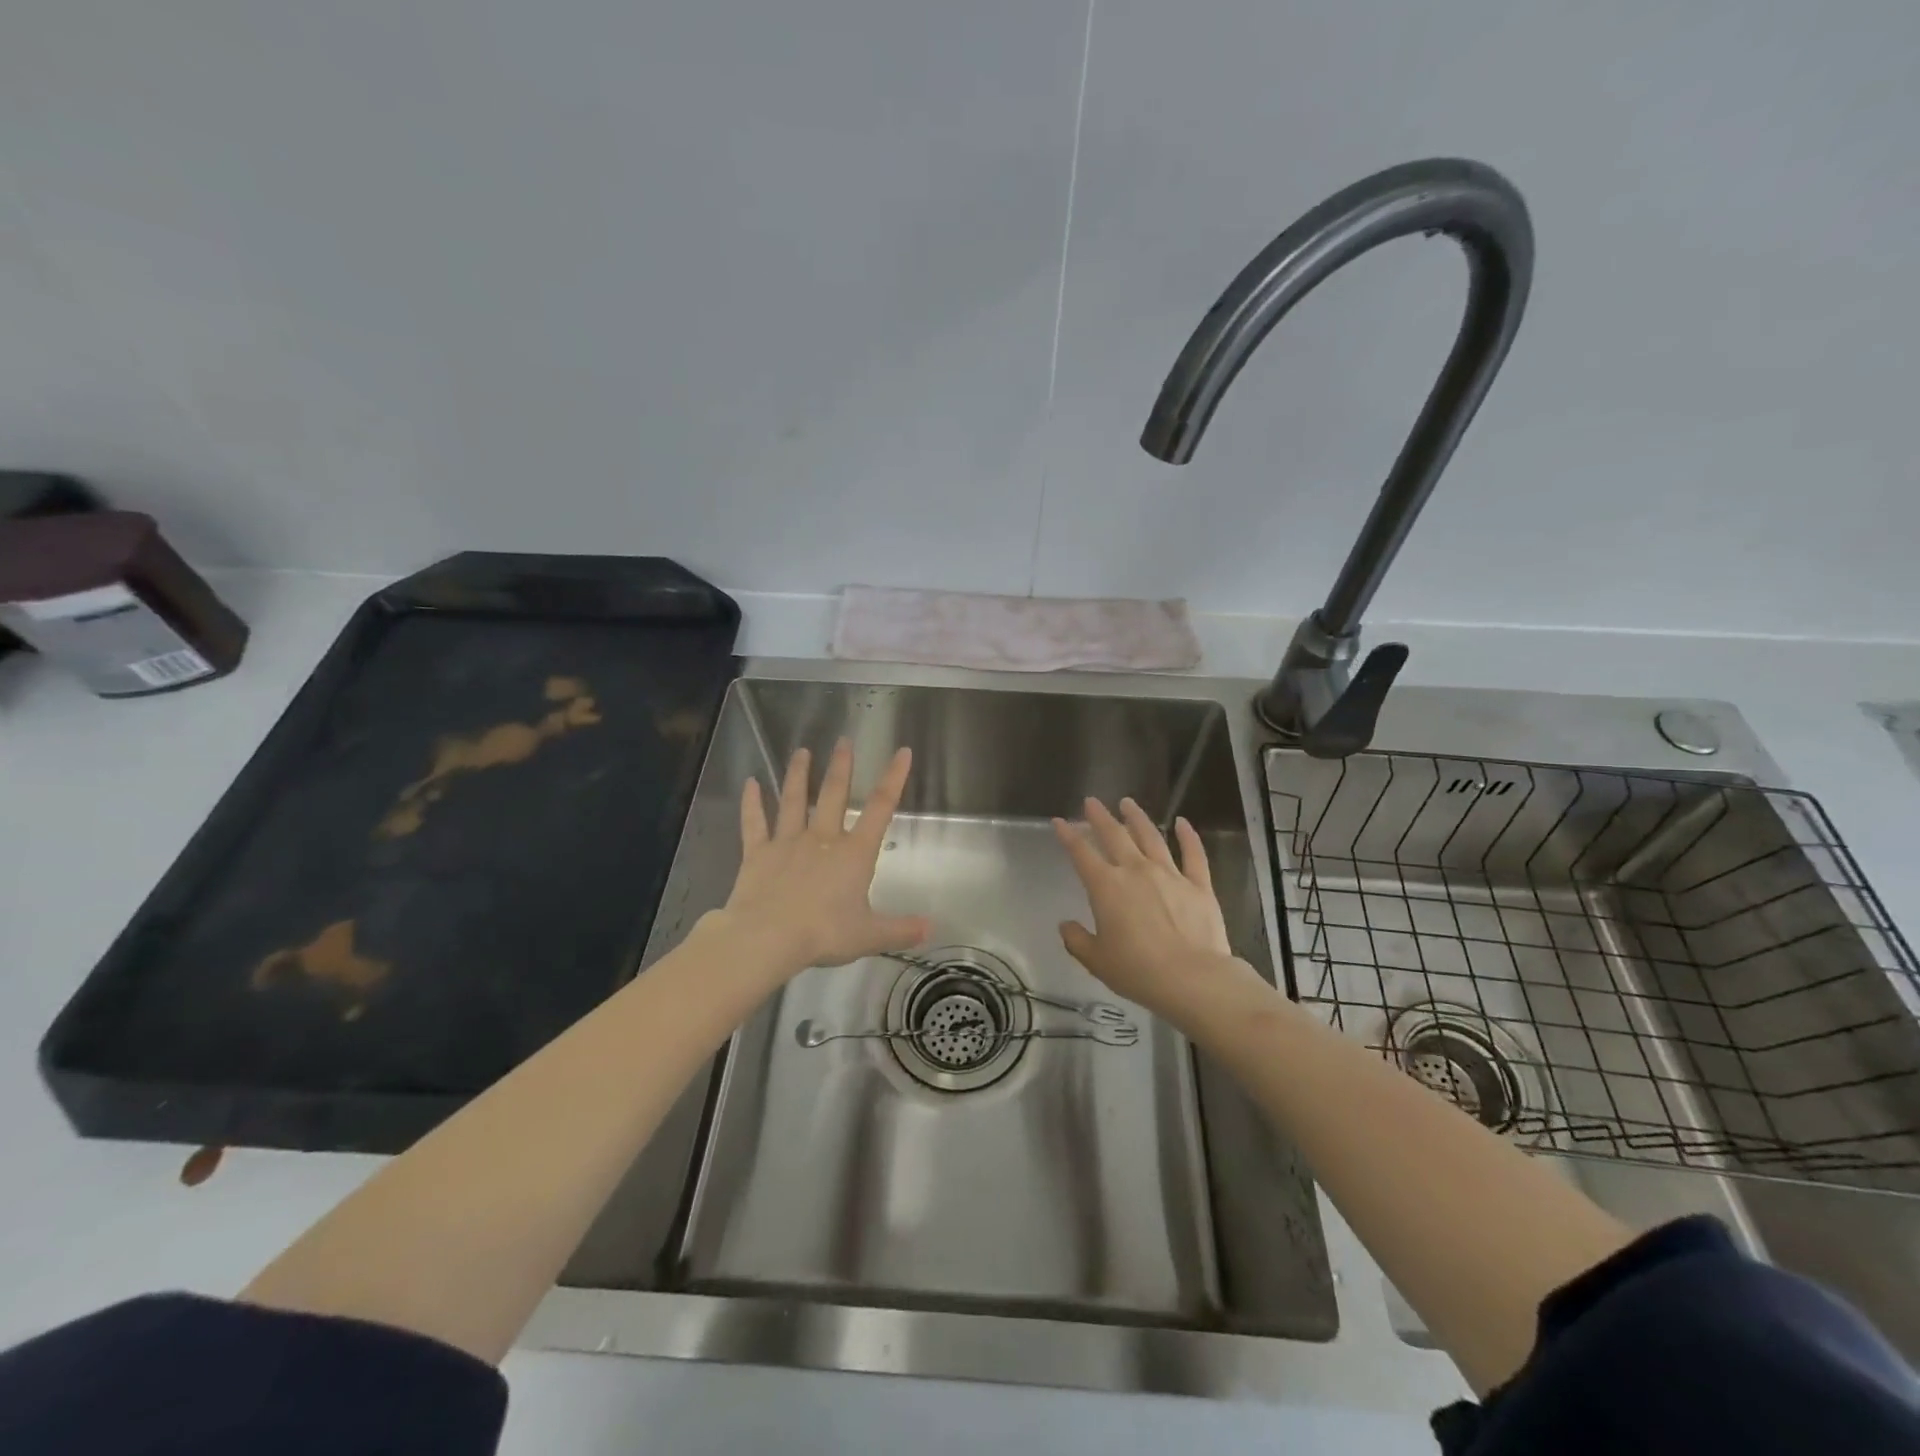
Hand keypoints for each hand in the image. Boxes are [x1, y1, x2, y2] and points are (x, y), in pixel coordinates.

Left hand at [716, 740, 929, 982]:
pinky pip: (754, 823)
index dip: (893, 778)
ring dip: (798, 774)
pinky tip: (749, 783)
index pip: (880, 808)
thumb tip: (932, 929)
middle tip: (843, 741)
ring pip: (793, 800)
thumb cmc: (823, 934)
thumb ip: (901, 930)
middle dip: (841, 766)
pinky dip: (751, 802)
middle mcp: (822, 839)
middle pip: (833, 794)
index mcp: (854, 854)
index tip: (901, 752)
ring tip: (801, 751)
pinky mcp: (757, 853)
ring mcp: (787, 842)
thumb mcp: (869, 936)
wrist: (768, 938)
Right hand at [1053, 797, 1266, 1027]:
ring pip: (1151, 837)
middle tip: (1092, 801)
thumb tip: (1066, 925)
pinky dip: (1188, 836)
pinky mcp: (1199, 885)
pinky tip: (1182, 822)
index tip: (1059, 821)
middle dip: (1100, 817)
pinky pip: (1193, 854)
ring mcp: (1170, 875)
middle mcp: (1136, 871)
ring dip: (1137, 818)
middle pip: (1115, 836)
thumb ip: (1077, 940)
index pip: (1081, 854)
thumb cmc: (1138, 971)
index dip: (1068, 836)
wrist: (1192, 979)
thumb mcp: (1096, 960)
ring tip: (1128, 803)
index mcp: (1106, 887)